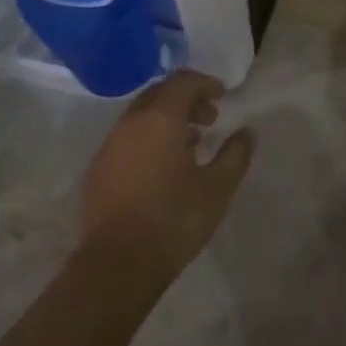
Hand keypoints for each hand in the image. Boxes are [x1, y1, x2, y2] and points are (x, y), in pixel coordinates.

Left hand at [81, 70, 255, 277]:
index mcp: (160, 118)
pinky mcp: (98, 170)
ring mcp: (110, 146)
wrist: (117, 265)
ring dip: (167, 120)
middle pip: (160, 94)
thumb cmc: (173, 220)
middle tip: (209, 120)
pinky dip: (149, 139)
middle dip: (186, 100)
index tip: (223, 98)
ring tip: (190, 146)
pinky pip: (128, 139)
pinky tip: (163, 169)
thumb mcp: (217, 188)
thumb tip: (247, 132)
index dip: (205, 83)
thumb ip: (235, 155)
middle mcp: (131, 123)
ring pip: (142, 116)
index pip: (182, 81)